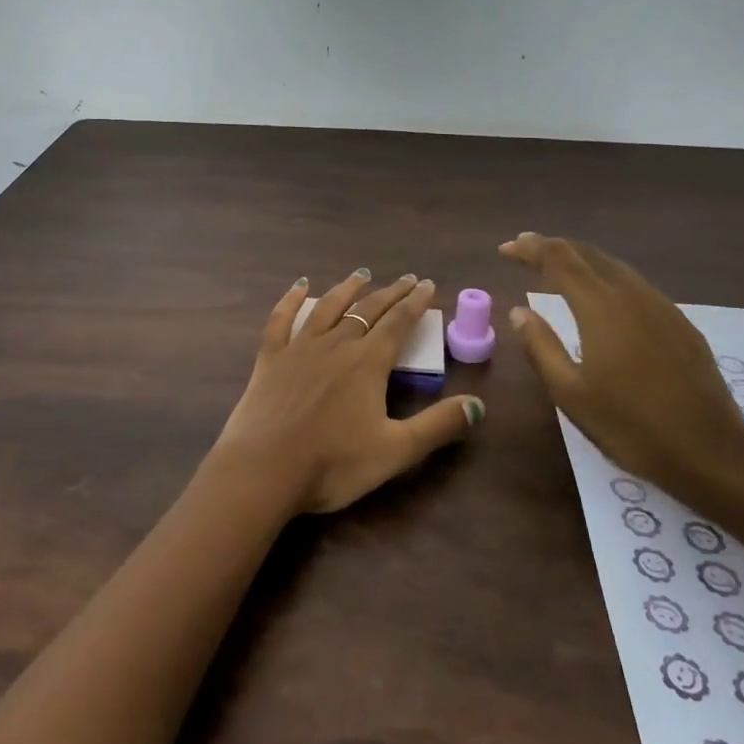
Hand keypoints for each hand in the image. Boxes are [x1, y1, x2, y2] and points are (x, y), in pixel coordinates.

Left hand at [207, 270, 484, 514]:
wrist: (265, 469)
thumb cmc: (333, 463)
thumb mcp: (396, 451)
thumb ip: (438, 425)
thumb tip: (478, 405)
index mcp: (368, 363)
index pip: (398, 323)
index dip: (415, 303)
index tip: (428, 284)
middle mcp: (336, 345)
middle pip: (368, 311)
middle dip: (390, 293)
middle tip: (406, 278)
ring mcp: (299, 348)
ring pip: (328, 308)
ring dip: (347, 289)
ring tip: (361, 274)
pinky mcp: (270, 357)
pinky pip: (281, 319)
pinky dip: (291, 300)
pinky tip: (299, 286)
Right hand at [499, 233, 743, 510]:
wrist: (712, 453)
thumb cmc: (631, 427)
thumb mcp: (571, 394)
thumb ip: (541, 346)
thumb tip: (519, 311)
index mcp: (600, 308)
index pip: (559, 260)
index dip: (530, 249)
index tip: (505, 249)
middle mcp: (631, 295)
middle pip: (587, 255)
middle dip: (553, 247)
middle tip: (524, 249)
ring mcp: (661, 307)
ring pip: (614, 266)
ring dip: (580, 259)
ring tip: (556, 266)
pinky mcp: (680, 324)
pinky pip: (635, 284)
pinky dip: (606, 276)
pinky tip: (601, 294)